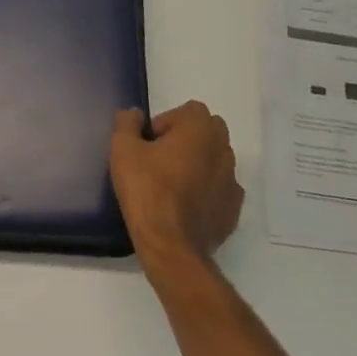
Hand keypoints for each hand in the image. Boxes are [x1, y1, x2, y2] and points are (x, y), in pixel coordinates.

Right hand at [110, 102, 243, 278]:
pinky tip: (185, 207)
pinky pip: (219, 189)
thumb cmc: (146, 189)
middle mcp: (223, 148)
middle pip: (207, 132)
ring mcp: (232, 179)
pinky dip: (206, 191)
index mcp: (201, 129)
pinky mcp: (233, 207)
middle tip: (160, 161)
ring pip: (215, 160)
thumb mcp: (123, 150)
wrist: (171, 245)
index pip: (188, 110)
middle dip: (186, 140)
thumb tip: (133, 114)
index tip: (149, 144)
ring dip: (197, 164)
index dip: (166, 123)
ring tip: (171, 185)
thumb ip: (127, 124)